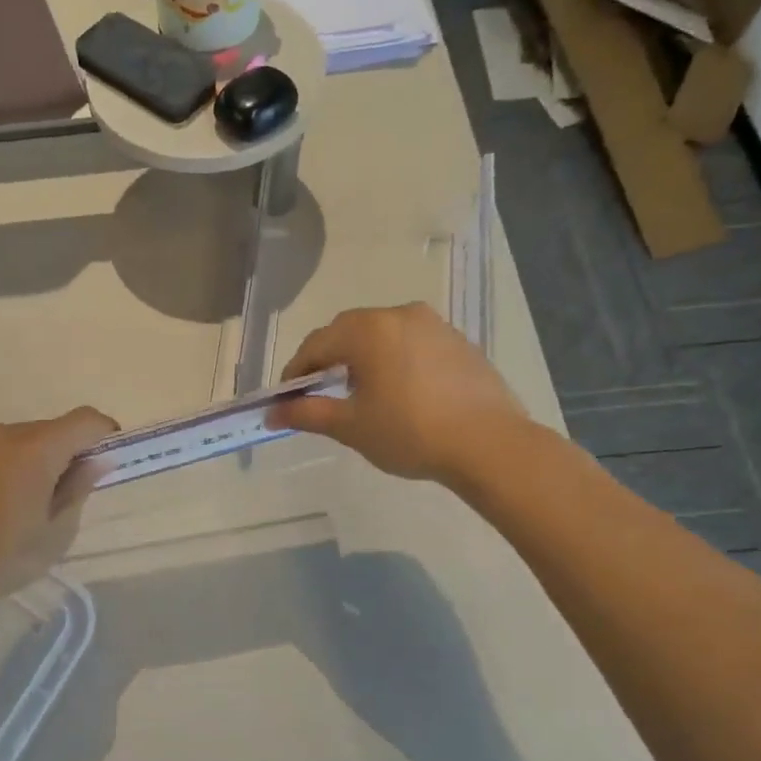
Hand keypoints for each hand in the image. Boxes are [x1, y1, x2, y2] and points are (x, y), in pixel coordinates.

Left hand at [0, 407, 117, 594]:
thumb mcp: (57, 531)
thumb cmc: (7, 556)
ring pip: (13, 441)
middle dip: (61, 453)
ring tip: (16, 502)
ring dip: (25, 460)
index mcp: (36, 449)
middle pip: (47, 431)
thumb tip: (98, 461)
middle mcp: (2, 433)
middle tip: (58, 493)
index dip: (103, 432)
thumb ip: (79, 487)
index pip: (84, 420)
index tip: (107, 455)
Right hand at [267, 303, 533, 489]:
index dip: (296, 371)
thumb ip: (307, 413)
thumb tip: (271, 412)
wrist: (489, 444)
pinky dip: (393, 358)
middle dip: (327, 359)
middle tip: (319, 393)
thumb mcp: (351, 426)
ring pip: (382, 334)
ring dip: (361, 356)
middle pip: (348, 331)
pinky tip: (398, 390)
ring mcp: (434, 325)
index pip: (316, 344)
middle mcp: (400, 315)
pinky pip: (411, 342)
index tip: (288, 398)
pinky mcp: (458, 341)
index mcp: (368, 330)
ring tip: (359, 391)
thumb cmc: (410, 433)